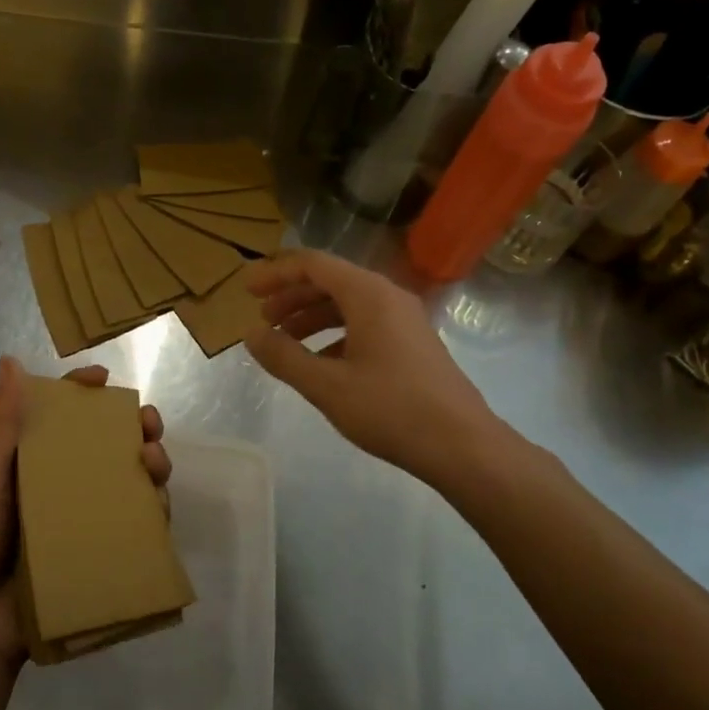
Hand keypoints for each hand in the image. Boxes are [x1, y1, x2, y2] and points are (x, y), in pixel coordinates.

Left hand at [0, 356, 170, 669]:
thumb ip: (3, 423)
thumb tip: (11, 361)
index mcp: (32, 463)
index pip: (63, 418)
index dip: (85, 395)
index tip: (105, 380)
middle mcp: (61, 486)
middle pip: (107, 448)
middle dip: (134, 429)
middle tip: (149, 425)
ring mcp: (82, 521)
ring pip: (128, 483)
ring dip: (150, 466)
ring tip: (155, 463)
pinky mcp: (98, 553)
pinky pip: (133, 527)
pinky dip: (153, 512)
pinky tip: (160, 505)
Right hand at [244, 250, 500, 486]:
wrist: (461, 445)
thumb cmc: (390, 409)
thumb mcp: (326, 385)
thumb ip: (284, 356)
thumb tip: (251, 334)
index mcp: (368, 294)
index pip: (313, 264)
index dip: (276, 273)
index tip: (247, 290)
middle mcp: (388, 297)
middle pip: (331, 281)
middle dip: (292, 296)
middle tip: (262, 319)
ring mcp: (405, 320)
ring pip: (348, 305)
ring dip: (312, 316)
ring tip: (284, 340)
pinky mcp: (412, 344)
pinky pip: (365, 324)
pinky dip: (335, 334)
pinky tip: (320, 362)